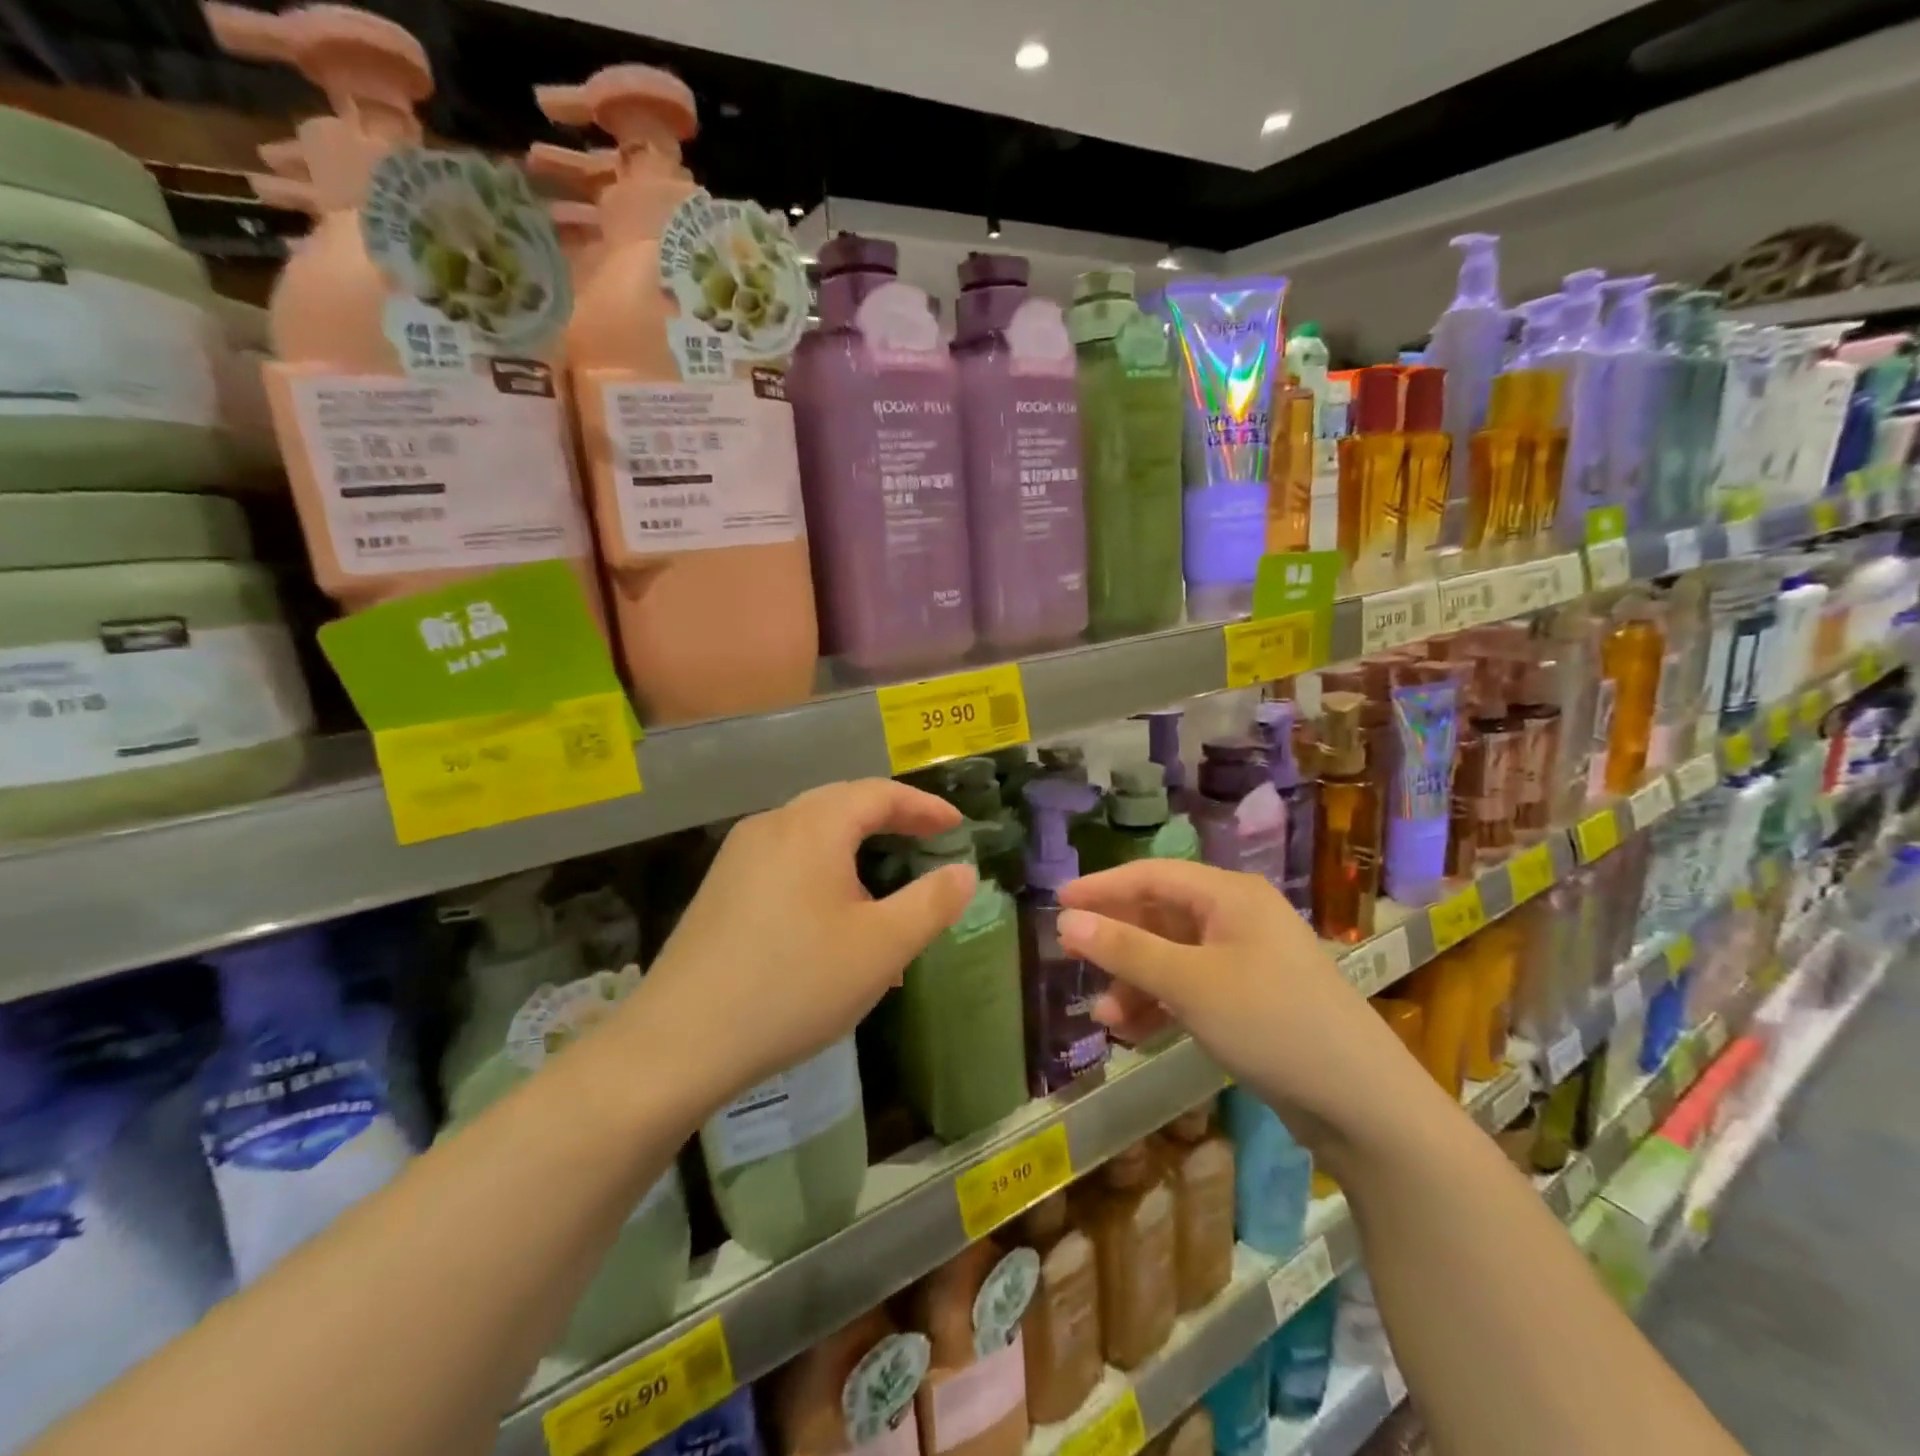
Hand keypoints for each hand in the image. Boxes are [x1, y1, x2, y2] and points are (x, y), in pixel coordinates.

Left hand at [635, 779, 977, 1110]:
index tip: (956, 825)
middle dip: (889, 820)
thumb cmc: (793, 985)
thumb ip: (931, 903)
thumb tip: (964, 872)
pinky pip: (785, 863)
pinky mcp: (720, 889)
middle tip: (926, 841)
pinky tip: (830, 925)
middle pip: (842, 805)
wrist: (679, 1043)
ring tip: (883, 898)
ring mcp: (738, 857)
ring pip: (812, 836)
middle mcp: (771, 826)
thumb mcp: (881, 948)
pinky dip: (822, 875)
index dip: (922, 806)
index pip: (878, 794)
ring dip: (855, 853)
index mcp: (812, 826)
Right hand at [1058, 860, 1430, 1148]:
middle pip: (1160, 916)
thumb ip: (1125, 950)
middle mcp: (1237, 918)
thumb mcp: (1190, 984)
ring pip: (1172, 957)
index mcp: (1230, 895)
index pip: (1151, 875)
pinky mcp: (1250, 999)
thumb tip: (1066, 921)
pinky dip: (1161, 1005)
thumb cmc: (1272, 1023)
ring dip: (1135, 982)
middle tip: (1073, 960)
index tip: (1057, 904)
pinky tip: (1134, 1032)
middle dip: (1117, 943)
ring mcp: (1245, 959)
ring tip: (1104, 1018)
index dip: (1102, 887)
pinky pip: (1190, 988)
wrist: (1362, 1105)